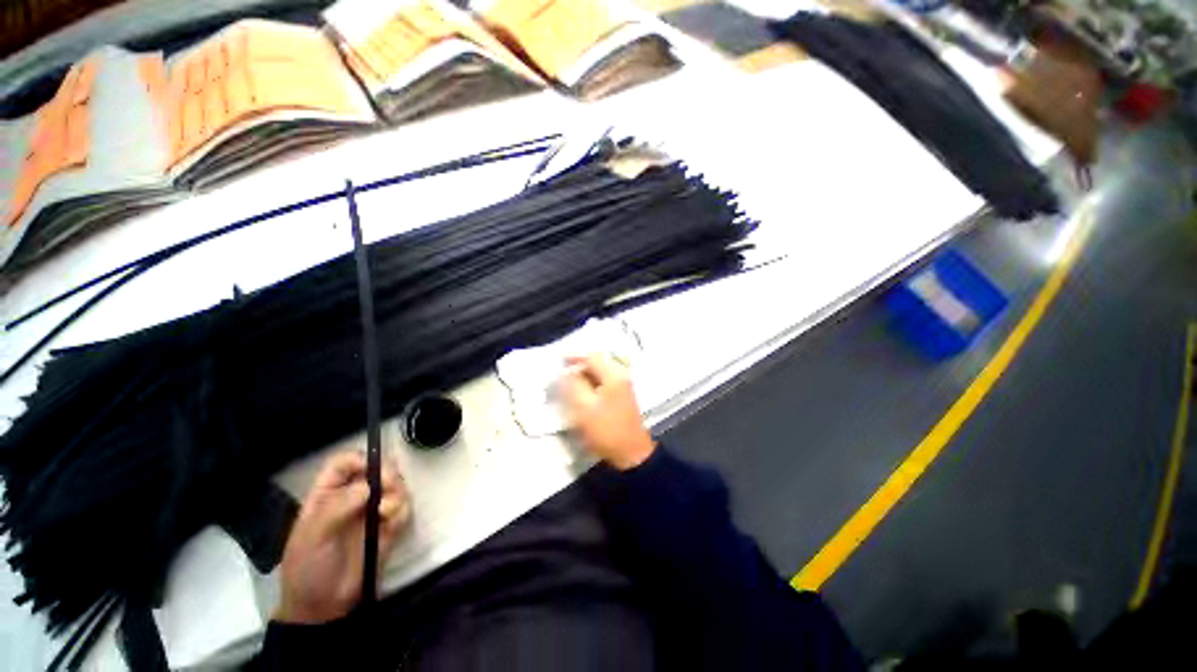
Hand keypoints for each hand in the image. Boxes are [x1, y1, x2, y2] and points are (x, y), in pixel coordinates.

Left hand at [276, 451, 409, 623]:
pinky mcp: (389, 527)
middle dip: (387, 475)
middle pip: (377, 469)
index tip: (372, 470)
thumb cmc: (308, 568)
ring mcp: (372, 512)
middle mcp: (352, 498)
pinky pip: (403, 508)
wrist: (324, 607)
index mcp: (327, 495)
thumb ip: (337, 507)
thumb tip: (370, 485)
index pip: (344, 463)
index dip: (359, 460)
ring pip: (395, 486)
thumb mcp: (312, 536)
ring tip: (387, 513)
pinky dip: (402, 511)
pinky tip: (392, 523)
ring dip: (397, 493)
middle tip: (389, 487)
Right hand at [559, 354, 654, 470]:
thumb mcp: (585, 408)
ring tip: (569, 382)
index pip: (592, 357)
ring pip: (600, 373)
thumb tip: (565, 371)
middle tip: (562, 372)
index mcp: (614, 375)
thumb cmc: (606, 430)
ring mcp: (623, 386)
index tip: (559, 360)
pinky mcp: (622, 396)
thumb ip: (574, 385)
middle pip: (597, 363)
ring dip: (584, 375)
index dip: (574, 356)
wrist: (631, 453)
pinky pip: (603, 382)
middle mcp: (621, 376)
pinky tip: (582, 391)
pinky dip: (591, 383)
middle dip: (579, 365)